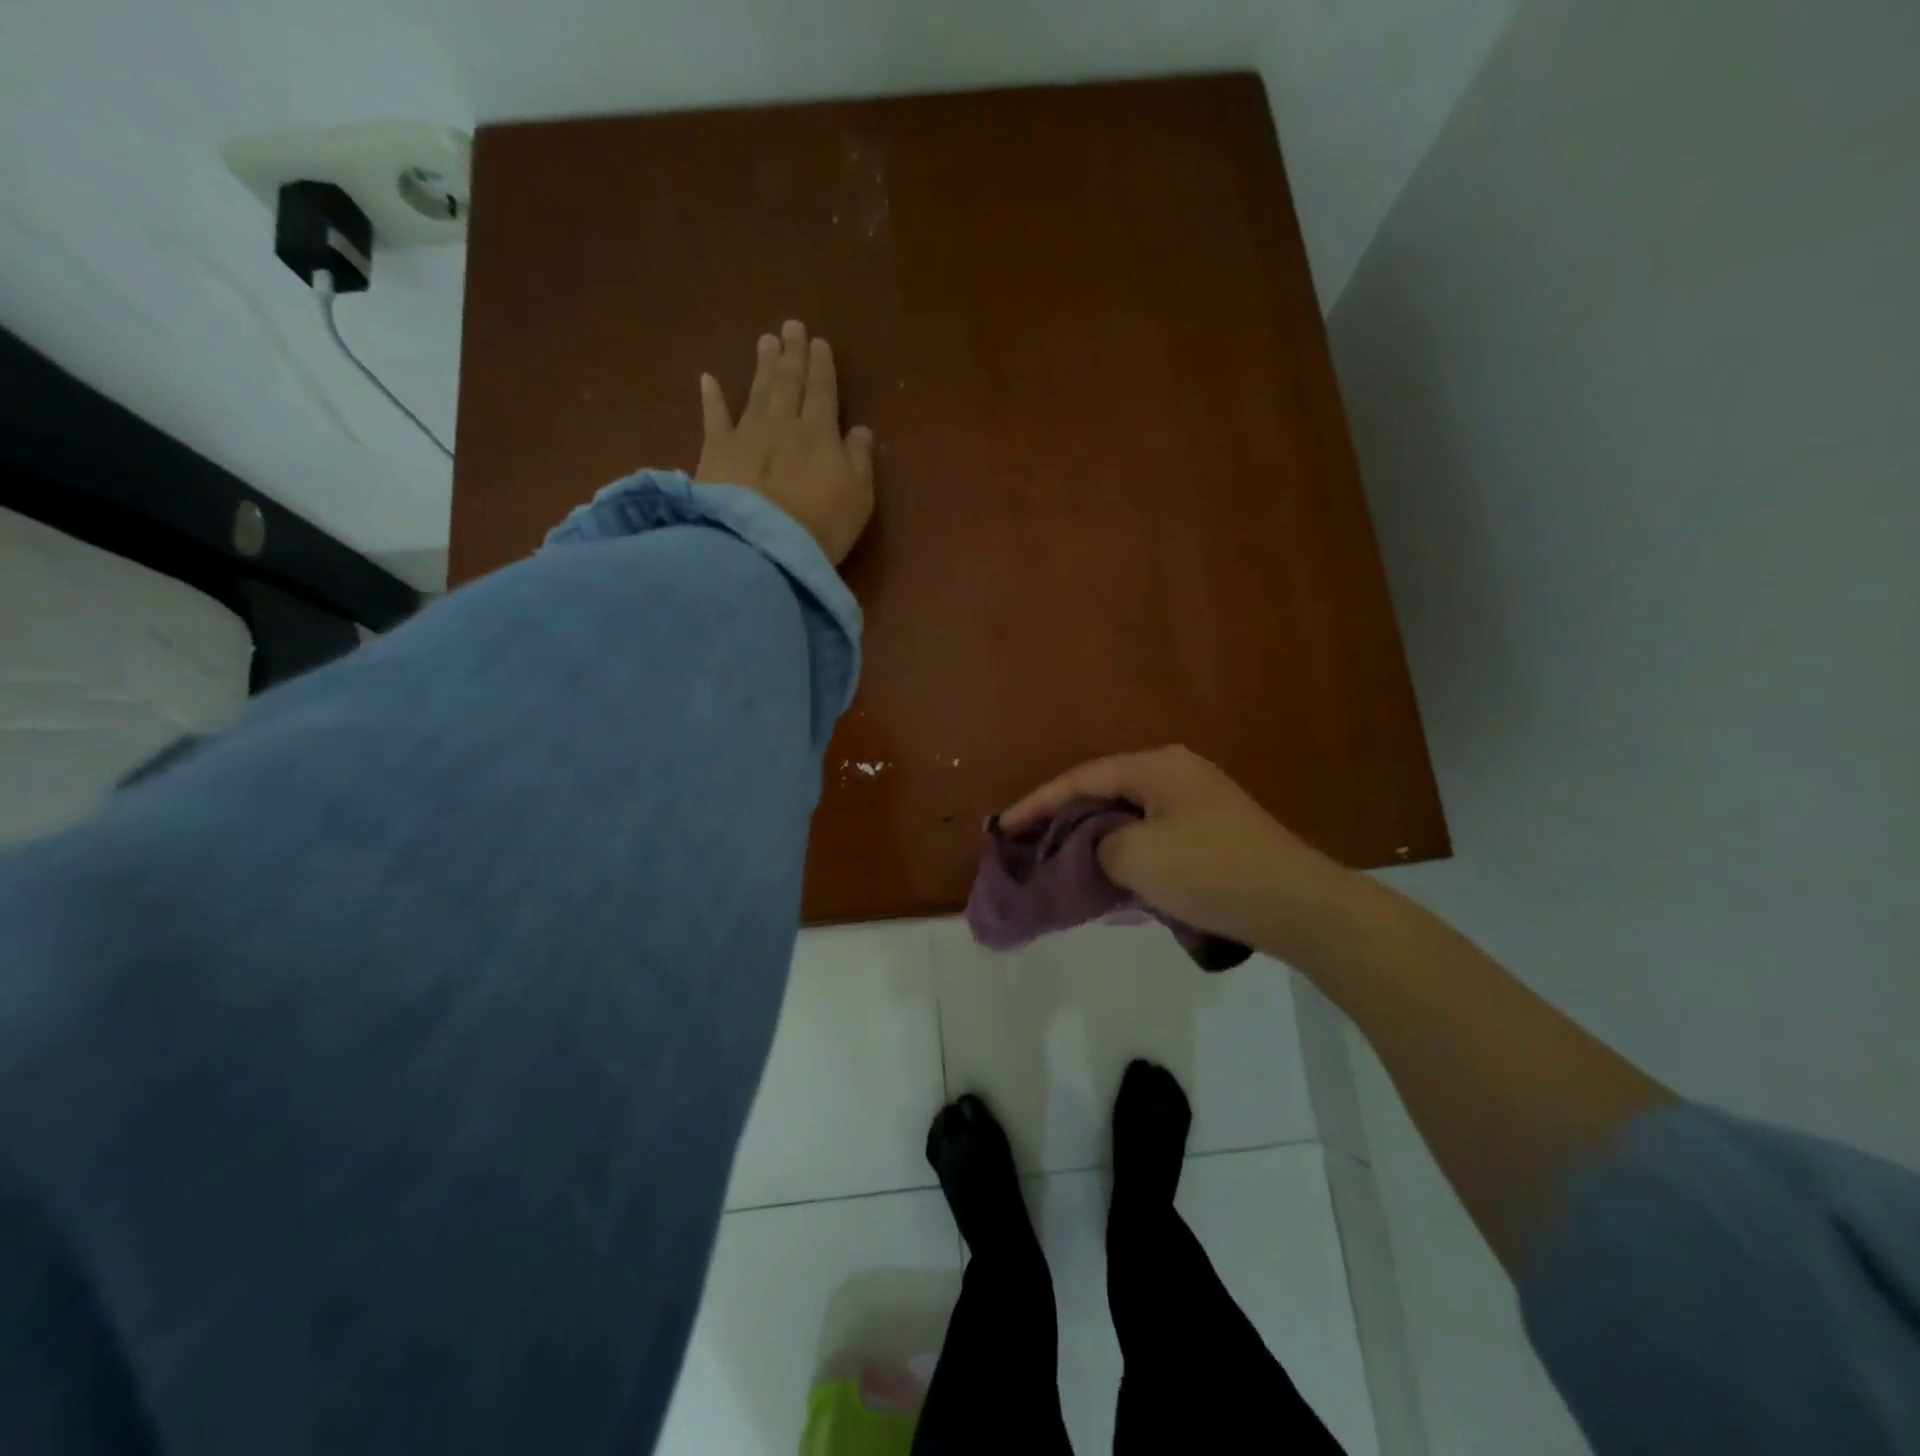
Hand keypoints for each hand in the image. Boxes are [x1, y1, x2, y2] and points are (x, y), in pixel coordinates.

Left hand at [695, 320, 875, 564]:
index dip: (822, 367)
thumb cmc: (820, 525)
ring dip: (762, 365)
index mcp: (820, 433)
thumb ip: (859, 460)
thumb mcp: (858, 498)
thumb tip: (860, 429)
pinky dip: (712, 398)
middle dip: (792, 354)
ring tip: (765, 340)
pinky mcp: (715, 451)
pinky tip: (709, 379)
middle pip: (788, 382)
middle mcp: (783, 423)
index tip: (819, 343)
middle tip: (791, 326)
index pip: (822, 391)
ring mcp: (746, 434)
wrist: (762, 544)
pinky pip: (714, 417)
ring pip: (757, 390)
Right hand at [1000, 746, 1346, 947]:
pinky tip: (1105, 875)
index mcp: (1156, 767)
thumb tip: (1094, 850)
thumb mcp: (1136, 857)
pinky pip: (1150, 837)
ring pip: (1127, 817)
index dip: (1037, 803)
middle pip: (1103, 793)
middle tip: (1026, 845)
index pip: (1081, 779)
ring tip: (1057, 861)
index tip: (1003, 827)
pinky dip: (1121, 853)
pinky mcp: (1211, 834)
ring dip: (1091, 839)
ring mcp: (1197, 804)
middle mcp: (1176, 774)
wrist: (1297, 905)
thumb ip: (1096, 845)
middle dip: (1062, 820)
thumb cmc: (1210, 871)